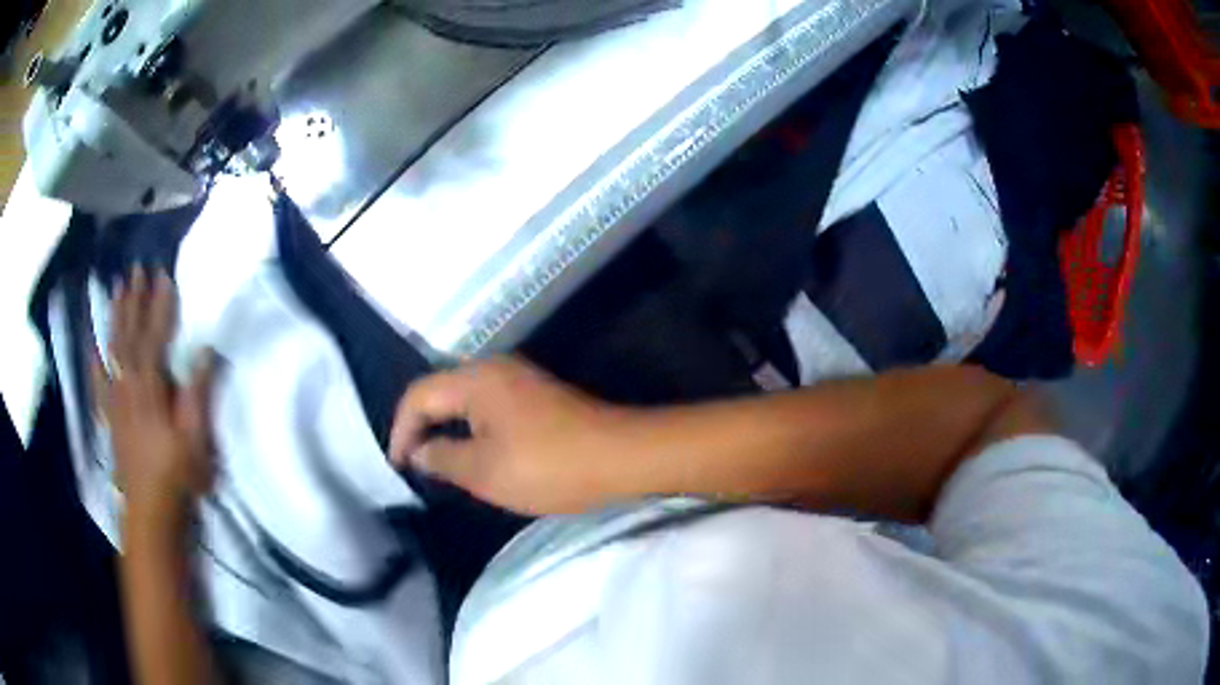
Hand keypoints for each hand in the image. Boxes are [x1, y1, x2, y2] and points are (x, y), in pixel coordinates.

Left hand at [92, 267, 217, 531]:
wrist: (150, 511)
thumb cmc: (178, 475)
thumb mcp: (196, 438)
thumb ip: (197, 393)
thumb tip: (205, 350)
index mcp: (150, 386)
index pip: (155, 335)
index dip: (159, 305)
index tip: (163, 276)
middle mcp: (128, 384)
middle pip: (130, 334)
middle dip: (134, 301)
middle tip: (135, 270)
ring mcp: (116, 399)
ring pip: (113, 349)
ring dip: (115, 318)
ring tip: (117, 290)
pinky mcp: (111, 417)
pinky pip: (100, 383)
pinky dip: (96, 363)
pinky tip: (93, 348)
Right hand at [390, 357, 639, 515]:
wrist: (621, 457)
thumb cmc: (547, 466)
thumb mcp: (484, 471)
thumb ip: (442, 458)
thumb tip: (419, 451)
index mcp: (475, 379)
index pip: (418, 394)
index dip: (400, 430)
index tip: (399, 466)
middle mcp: (494, 368)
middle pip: (440, 391)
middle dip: (421, 427)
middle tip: (414, 464)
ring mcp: (519, 380)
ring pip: (465, 400)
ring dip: (447, 429)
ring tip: (437, 464)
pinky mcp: (537, 396)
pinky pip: (488, 407)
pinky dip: (472, 429)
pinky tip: (474, 454)